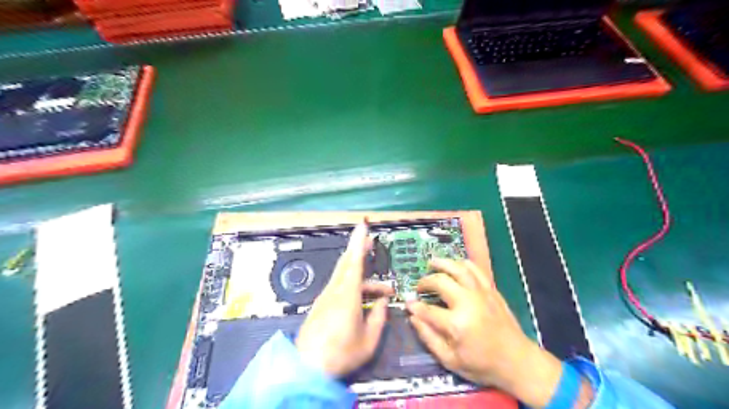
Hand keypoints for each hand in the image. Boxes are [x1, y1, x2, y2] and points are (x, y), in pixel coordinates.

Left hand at [294, 222, 393, 378]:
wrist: (307, 368)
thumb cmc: (340, 354)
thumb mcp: (368, 341)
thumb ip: (379, 319)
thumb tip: (383, 303)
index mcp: (346, 295)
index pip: (354, 261)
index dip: (359, 241)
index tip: (363, 225)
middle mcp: (334, 291)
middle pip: (346, 262)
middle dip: (358, 248)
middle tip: (371, 241)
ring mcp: (326, 297)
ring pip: (345, 276)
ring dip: (363, 277)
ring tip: (383, 290)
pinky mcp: (322, 305)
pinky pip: (340, 287)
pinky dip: (355, 286)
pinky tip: (366, 300)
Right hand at [407, 260, 572, 406]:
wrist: (518, 361)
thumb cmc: (483, 365)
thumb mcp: (451, 360)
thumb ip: (429, 338)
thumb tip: (413, 318)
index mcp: (457, 323)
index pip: (427, 310)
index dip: (414, 306)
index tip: (408, 303)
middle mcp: (468, 302)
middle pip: (441, 282)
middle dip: (425, 282)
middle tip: (419, 286)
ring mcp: (481, 293)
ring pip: (458, 269)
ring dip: (442, 263)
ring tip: (431, 263)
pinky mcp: (491, 290)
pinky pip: (476, 270)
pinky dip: (464, 264)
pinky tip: (455, 265)